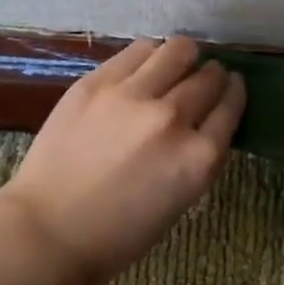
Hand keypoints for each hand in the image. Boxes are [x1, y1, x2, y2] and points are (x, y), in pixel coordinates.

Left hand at [0, 37, 246, 284]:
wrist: (48, 231)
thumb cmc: (118, 234)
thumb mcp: (179, 200)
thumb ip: (198, 156)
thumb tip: (204, 121)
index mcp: (198, 158)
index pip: (231, 107)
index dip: (235, 92)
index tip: (233, 85)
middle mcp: (172, 118)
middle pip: (209, 78)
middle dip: (213, 75)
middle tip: (205, 77)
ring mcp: (133, 96)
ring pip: (178, 51)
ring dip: (185, 56)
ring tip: (177, 62)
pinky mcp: (98, 82)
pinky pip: (138, 51)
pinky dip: (151, 54)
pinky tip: (146, 64)